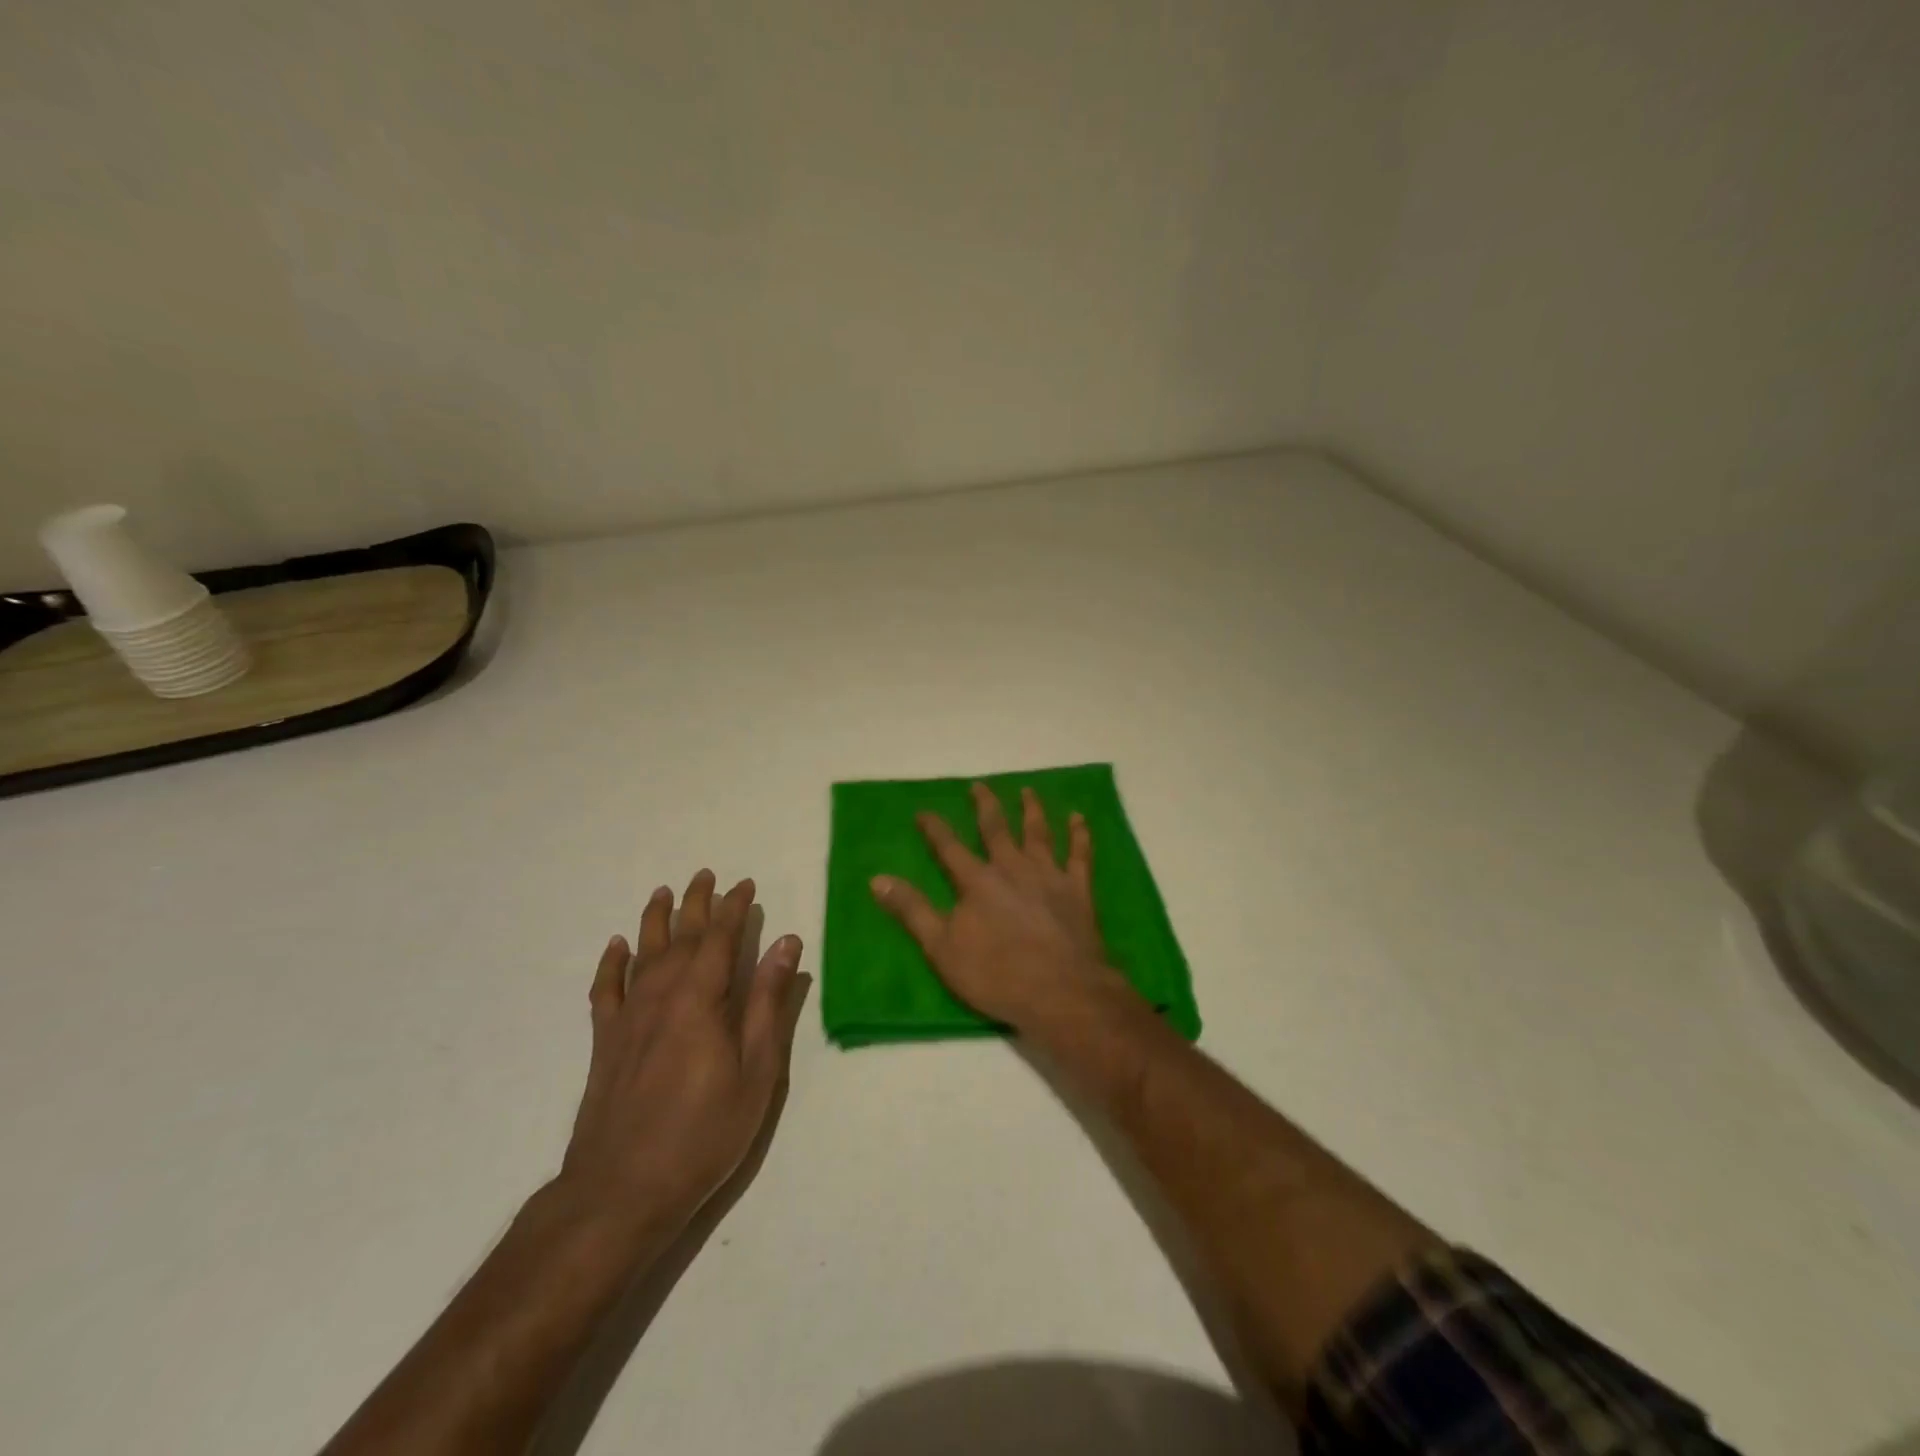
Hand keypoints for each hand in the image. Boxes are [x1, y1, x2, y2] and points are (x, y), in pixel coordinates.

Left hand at [558, 870, 803, 1243]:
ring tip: (663, 892)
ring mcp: (628, 1017)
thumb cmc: (703, 1132)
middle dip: (696, 903)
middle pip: (680, 936)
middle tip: (706, 875)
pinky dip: (611, 964)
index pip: (720, 938)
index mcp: (701, 999)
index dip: (734, 908)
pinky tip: (616, 947)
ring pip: (642, 953)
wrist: (621, 1190)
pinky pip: (605, 990)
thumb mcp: (756, 1070)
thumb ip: (769, 1003)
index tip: (745, 885)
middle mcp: (661, 995)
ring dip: (655, 919)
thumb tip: (785, 942)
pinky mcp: (605, 1042)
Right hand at [871, 782, 1130, 1031]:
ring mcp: (1048, 875)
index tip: (924, 811)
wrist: (1061, 991)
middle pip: (996, 828)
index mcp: (978, 881)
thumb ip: (912, 910)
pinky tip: (1078, 818)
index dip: (934, 828)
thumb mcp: (941, 949)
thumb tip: (878, 879)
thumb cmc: (997, 975)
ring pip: (1038, 832)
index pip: (949, 847)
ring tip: (1028, 791)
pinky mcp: (1078, 889)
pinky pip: (1080, 853)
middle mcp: (1012, 867)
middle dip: (985, 805)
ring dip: (1031, 810)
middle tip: (979, 785)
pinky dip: (1079, 834)